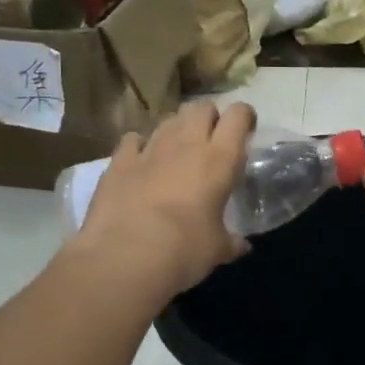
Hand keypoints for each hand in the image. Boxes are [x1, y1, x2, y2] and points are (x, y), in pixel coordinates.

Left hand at [71, 100, 254, 297]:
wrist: (126, 256)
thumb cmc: (185, 250)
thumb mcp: (217, 249)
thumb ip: (231, 242)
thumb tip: (242, 247)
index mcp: (220, 159)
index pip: (238, 116)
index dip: (244, 117)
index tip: (246, 130)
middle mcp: (186, 144)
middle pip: (202, 108)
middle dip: (209, 117)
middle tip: (211, 140)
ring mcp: (150, 149)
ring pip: (169, 120)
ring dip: (177, 129)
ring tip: (178, 150)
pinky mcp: (118, 161)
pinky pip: (132, 140)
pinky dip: (139, 146)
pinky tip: (140, 160)